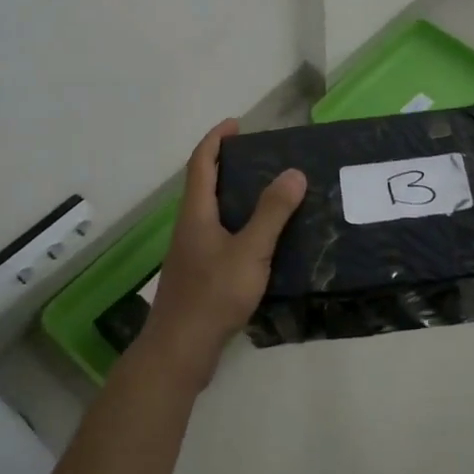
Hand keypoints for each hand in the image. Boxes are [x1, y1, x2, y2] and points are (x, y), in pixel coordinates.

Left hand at [143, 120, 305, 384]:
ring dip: (236, 196)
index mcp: (196, 213)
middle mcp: (190, 227)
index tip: (237, 124)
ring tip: (271, 193)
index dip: (216, 139)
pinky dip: (240, 224)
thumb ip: (272, 213)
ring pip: (213, 212)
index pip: (201, 163)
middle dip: (229, 165)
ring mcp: (193, 252)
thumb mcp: (249, 251)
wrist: (180, 350)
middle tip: (263, 158)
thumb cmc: (213, 295)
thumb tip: (293, 172)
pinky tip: (265, 240)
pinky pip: (221, 235)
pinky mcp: (200, 274)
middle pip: (205, 185)